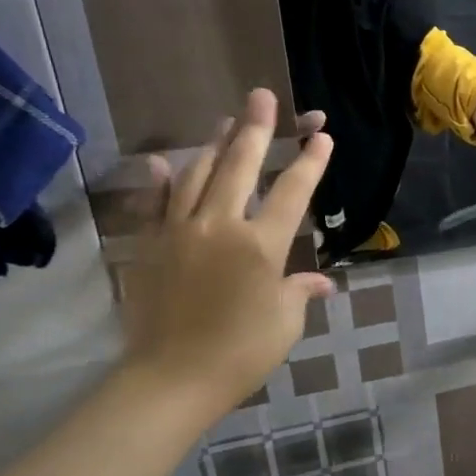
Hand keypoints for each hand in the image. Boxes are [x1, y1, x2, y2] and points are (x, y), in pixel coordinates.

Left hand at [118, 88, 334, 423]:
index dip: (310, 162)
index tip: (322, 136)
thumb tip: (321, 281)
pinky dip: (162, 180)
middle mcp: (221, 226)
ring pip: (198, 175)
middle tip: (262, 96)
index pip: (292, 192)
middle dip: (256, 129)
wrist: (171, 378)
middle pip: (240, 166)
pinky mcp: (153, 246)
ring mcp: (180, 232)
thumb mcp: (285, 321)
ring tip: (226, 120)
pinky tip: (163, 160)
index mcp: (262, 245)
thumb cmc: (241, 352)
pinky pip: (157, 203)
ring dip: (215, 144)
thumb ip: (300, 290)